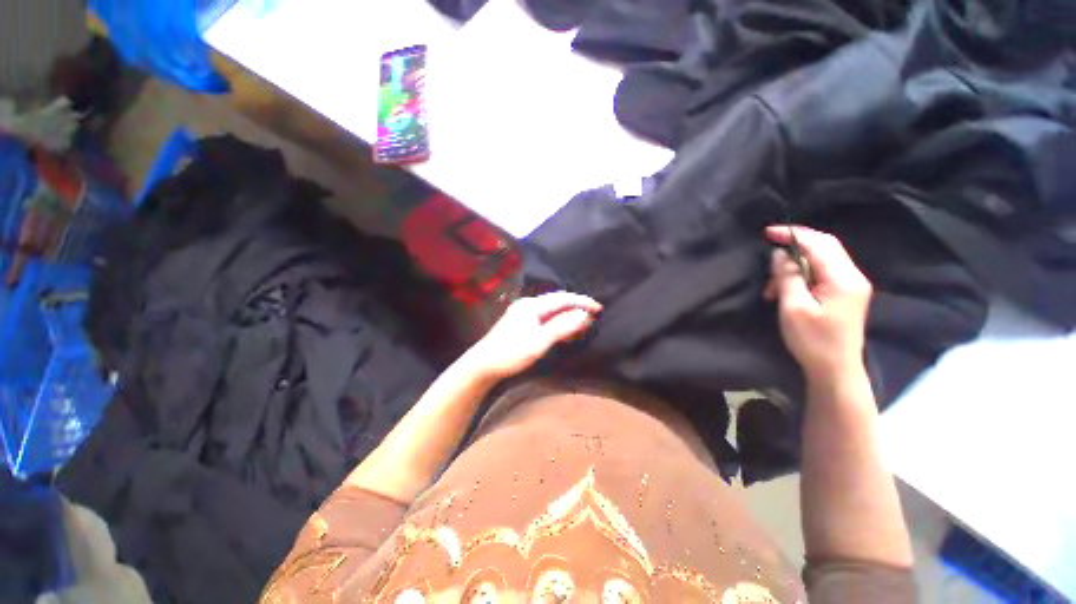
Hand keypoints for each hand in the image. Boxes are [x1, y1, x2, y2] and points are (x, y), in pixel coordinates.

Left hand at [461, 291, 601, 381]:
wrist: (482, 365)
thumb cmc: (509, 355)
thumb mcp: (537, 343)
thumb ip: (561, 327)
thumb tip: (584, 315)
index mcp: (532, 306)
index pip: (562, 298)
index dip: (582, 302)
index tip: (599, 309)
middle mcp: (528, 304)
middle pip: (558, 301)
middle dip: (576, 308)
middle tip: (593, 318)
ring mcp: (523, 313)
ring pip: (552, 310)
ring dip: (568, 316)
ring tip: (583, 326)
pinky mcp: (521, 322)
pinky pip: (545, 317)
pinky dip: (558, 322)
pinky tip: (564, 332)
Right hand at [764, 226, 872, 381]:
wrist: (835, 369)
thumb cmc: (813, 340)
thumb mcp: (793, 308)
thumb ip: (787, 277)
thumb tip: (780, 254)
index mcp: (843, 278)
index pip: (819, 244)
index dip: (793, 234)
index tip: (767, 232)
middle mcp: (853, 276)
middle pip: (825, 246)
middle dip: (796, 244)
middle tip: (770, 247)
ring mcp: (852, 285)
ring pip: (822, 259)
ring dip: (795, 265)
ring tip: (773, 286)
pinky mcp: (846, 294)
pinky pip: (823, 272)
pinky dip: (802, 274)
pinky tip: (787, 289)